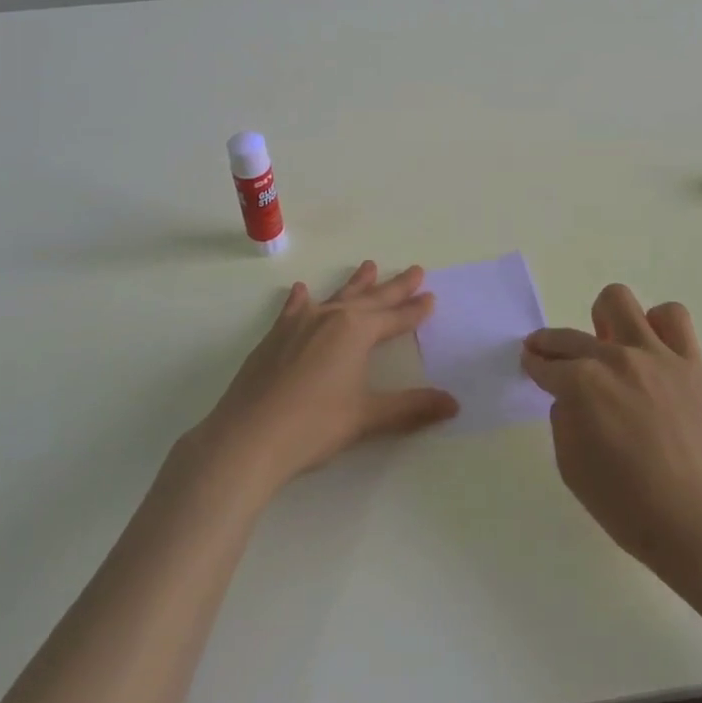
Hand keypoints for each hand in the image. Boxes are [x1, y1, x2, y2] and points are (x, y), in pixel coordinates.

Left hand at [187, 262, 458, 495]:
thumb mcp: (367, 417)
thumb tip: (454, 404)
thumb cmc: (313, 426)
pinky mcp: (275, 336)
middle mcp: (331, 318)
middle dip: (395, 287)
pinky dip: (302, 299)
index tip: (431, 297)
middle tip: (415, 270)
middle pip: (371, 299)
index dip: (415, 310)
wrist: (248, 437)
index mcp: (356, 332)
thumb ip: (410, 408)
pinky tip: (301, 290)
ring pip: (336, 297)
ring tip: (370, 265)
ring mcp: (299, 324)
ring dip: (355, 283)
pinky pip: (294, 309)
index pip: (395, 318)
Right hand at [522, 285, 701, 576]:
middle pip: (570, 335)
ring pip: (619, 301)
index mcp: (581, 385)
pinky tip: (652, 350)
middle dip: (552, 344)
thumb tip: (570, 395)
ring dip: (605, 321)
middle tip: (552, 356)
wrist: (694, 521)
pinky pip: (673, 318)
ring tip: (610, 345)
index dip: (534, 365)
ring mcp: (656, 355)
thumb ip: (563, 418)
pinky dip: (658, 325)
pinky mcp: (690, 362)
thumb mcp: (570, 466)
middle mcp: (615, 359)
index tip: (531, 364)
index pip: (546, 364)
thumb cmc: (625, 503)